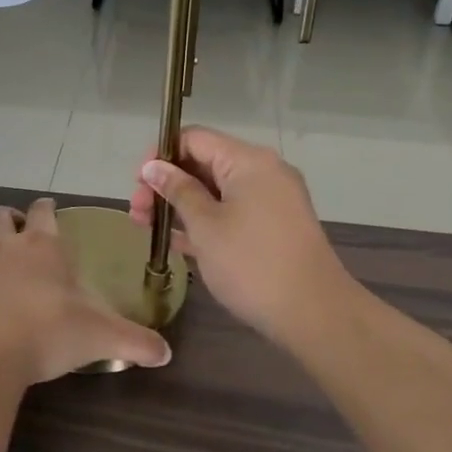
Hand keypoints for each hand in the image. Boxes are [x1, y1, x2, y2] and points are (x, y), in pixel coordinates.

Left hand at [0, 198, 173, 384]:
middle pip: (0, 214)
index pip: (43, 211)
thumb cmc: (49, 332)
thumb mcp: (102, 337)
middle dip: (9, 217)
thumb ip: (136, 341)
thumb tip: (167, 354)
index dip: (47, 207)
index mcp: (43, 247)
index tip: (50, 210)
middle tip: (18, 229)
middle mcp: (5, 246)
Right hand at [129, 127, 350, 345]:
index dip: (161, 155)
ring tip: (148, 229)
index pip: (195, 138)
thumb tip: (154, 166)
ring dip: (182, 205)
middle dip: (167, 184)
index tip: (138, 184)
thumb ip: (178, 191)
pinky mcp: (275, 226)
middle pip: (204, 164)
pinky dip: (206, 221)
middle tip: (137, 214)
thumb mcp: (205, 226)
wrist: (314, 313)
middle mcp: (264, 171)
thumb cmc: (251, 264)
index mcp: (248, 161)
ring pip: (216, 191)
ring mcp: (272, 200)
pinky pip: (232, 211)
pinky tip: (177, 241)